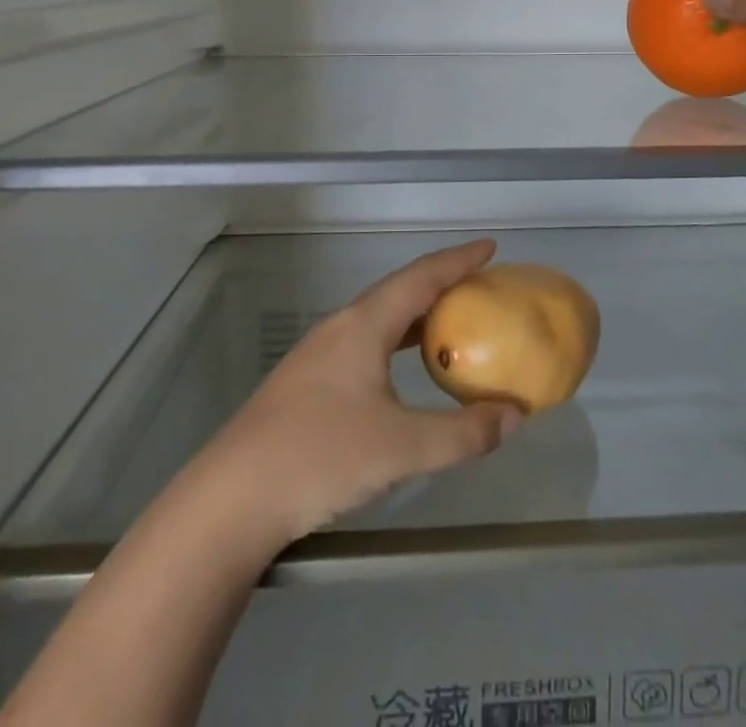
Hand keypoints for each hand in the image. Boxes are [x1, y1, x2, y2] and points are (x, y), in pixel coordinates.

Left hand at [199, 239, 523, 544]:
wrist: (231, 498)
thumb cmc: (320, 457)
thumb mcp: (402, 447)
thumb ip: (463, 432)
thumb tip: (514, 416)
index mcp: (364, 325)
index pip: (421, 277)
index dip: (458, 260)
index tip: (490, 247)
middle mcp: (340, 328)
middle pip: (398, 290)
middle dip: (440, 283)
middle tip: (478, 286)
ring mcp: (318, 354)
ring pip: (378, 319)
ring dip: (416, 315)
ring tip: (450, 324)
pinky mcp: (306, 383)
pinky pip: (364, 343)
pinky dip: (395, 342)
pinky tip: (400, 372)